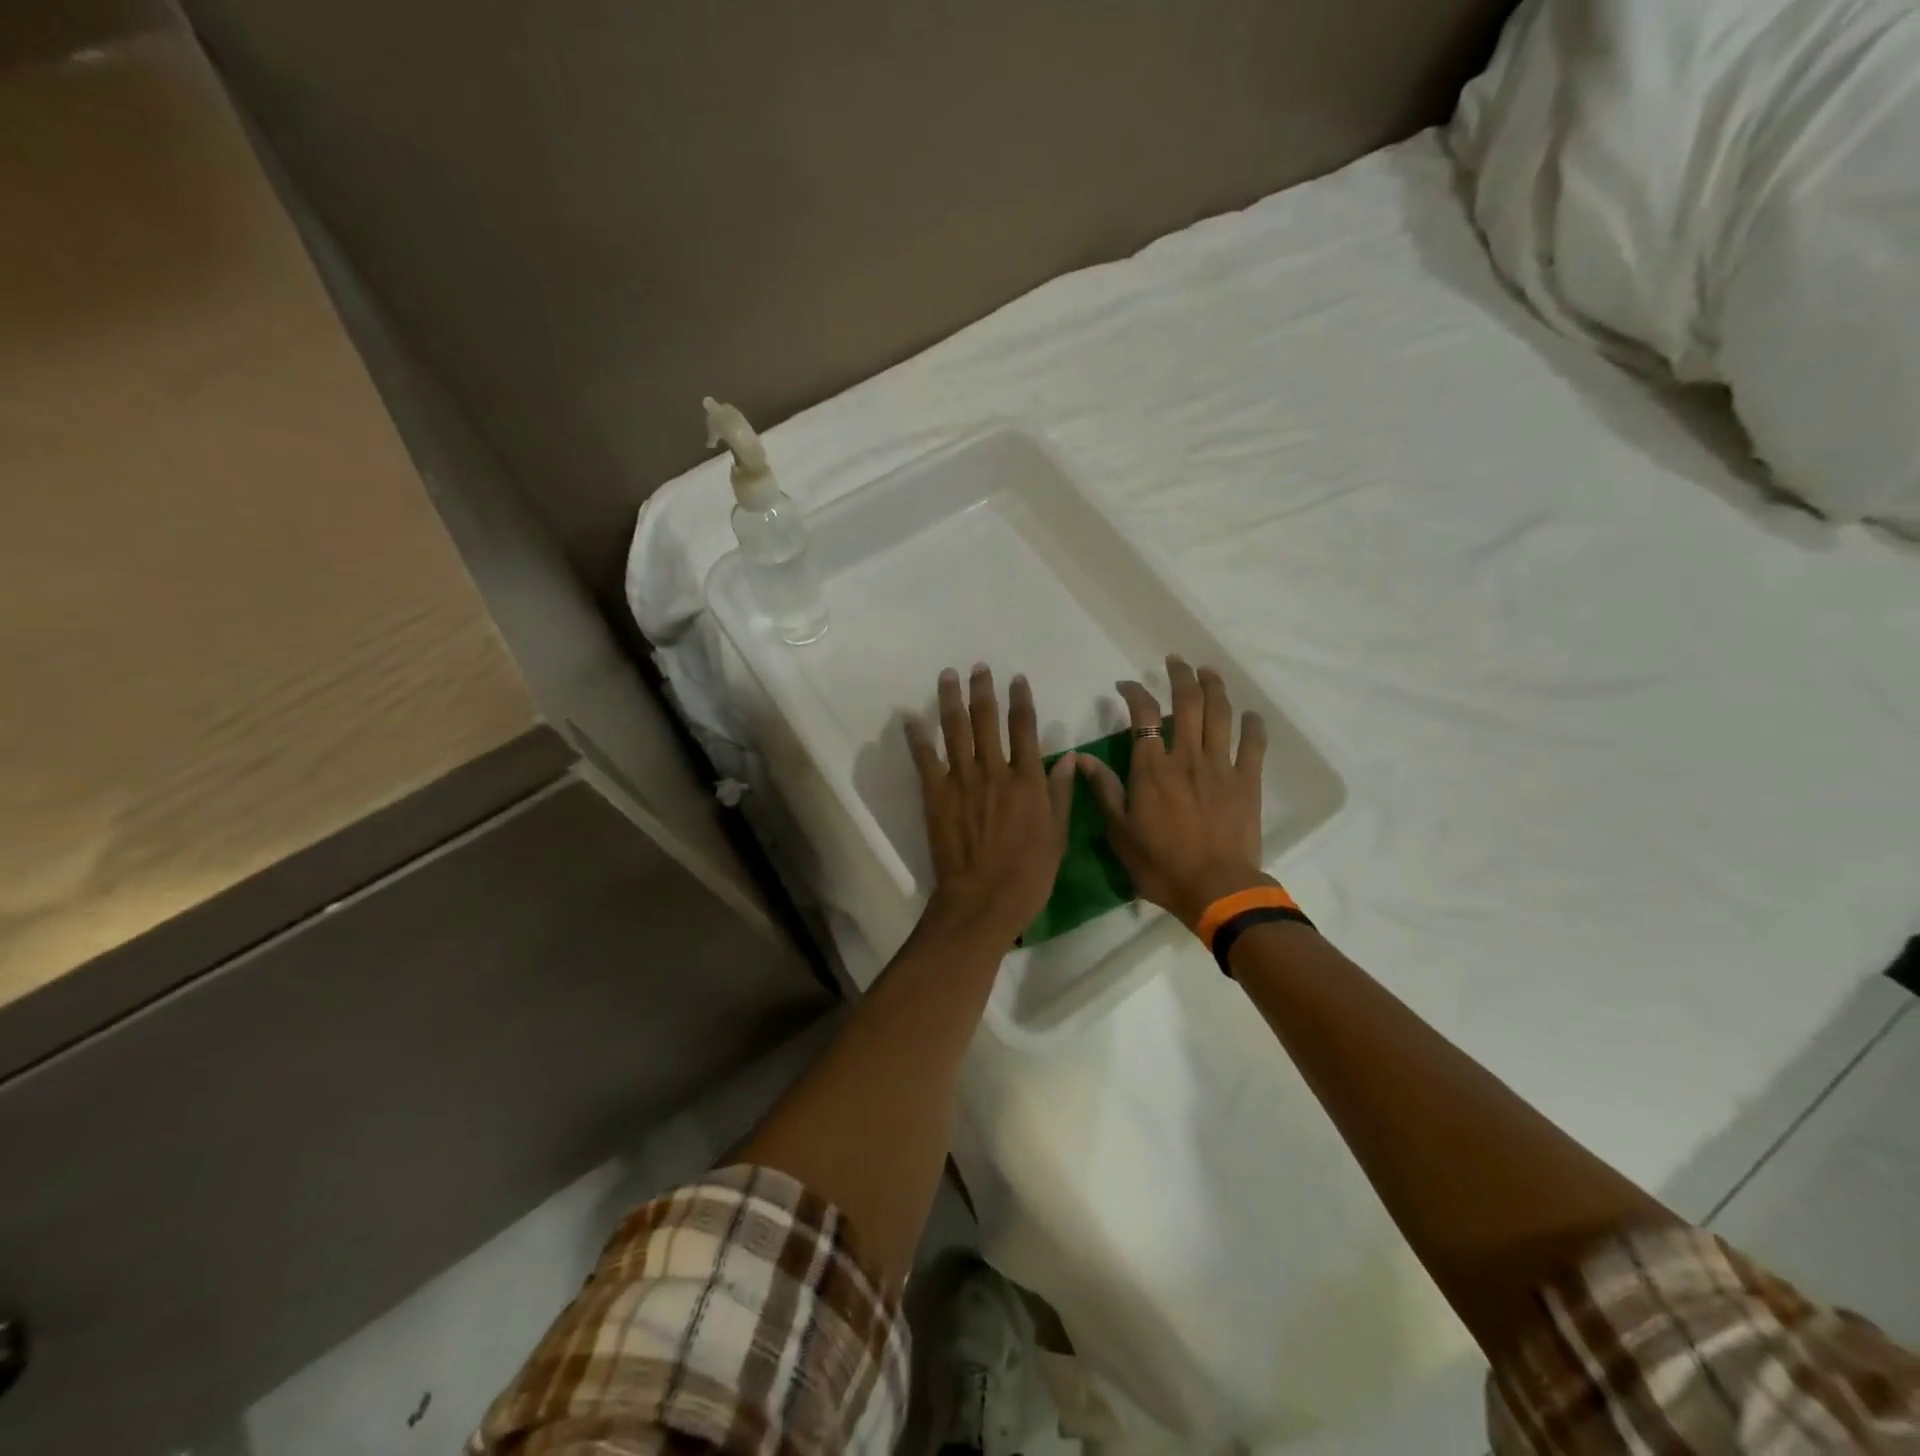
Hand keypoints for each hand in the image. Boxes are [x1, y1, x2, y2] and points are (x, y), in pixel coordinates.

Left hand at [906, 665, 1076, 942]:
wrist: (984, 899)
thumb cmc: (1028, 873)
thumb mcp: (1058, 835)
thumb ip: (1062, 794)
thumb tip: (1071, 758)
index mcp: (1027, 780)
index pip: (1025, 729)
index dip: (1021, 700)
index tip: (1016, 679)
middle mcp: (995, 771)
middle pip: (986, 720)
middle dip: (982, 690)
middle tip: (977, 667)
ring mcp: (962, 781)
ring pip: (955, 731)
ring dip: (950, 700)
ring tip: (947, 676)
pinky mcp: (936, 796)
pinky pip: (925, 760)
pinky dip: (918, 738)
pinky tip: (911, 718)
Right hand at [1077, 655, 1269, 929]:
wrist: (1215, 889)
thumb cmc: (1160, 864)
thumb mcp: (1119, 832)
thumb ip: (1104, 791)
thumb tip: (1082, 758)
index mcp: (1152, 768)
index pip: (1143, 716)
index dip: (1134, 693)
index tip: (1125, 686)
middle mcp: (1186, 757)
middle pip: (1187, 703)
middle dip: (1180, 676)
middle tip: (1175, 661)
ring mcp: (1220, 767)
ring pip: (1220, 715)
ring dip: (1214, 688)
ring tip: (1209, 671)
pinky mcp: (1247, 782)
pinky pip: (1253, 745)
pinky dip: (1252, 726)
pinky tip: (1250, 715)